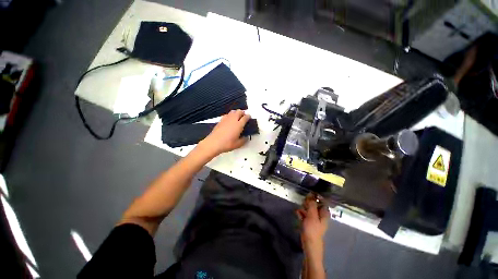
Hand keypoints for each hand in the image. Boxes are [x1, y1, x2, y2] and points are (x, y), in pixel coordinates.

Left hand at [198, 109, 250, 156]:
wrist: (214, 143)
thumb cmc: (226, 144)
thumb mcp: (238, 144)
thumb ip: (243, 140)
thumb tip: (245, 138)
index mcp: (239, 125)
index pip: (245, 117)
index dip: (248, 116)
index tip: (249, 117)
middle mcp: (233, 120)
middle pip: (239, 112)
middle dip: (242, 113)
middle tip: (244, 116)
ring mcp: (226, 119)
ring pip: (232, 111)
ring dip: (236, 112)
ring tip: (237, 116)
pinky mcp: (220, 121)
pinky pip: (227, 114)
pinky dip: (230, 115)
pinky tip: (229, 119)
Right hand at [296, 194, 329, 255]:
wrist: (309, 243)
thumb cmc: (312, 229)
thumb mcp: (312, 215)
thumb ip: (312, 204)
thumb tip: (311, 194)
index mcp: (324, 213)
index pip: (322, 201)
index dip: (316, 197)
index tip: (309, 194)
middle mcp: (320, 215)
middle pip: (314, 204)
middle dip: (308, 203)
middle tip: (303, 203)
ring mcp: (314, 218)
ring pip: (308, 209)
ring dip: (303, 208)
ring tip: (299, 209)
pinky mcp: (308, 222)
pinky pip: (304, 214)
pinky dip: (301, 213)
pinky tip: (297, 213)